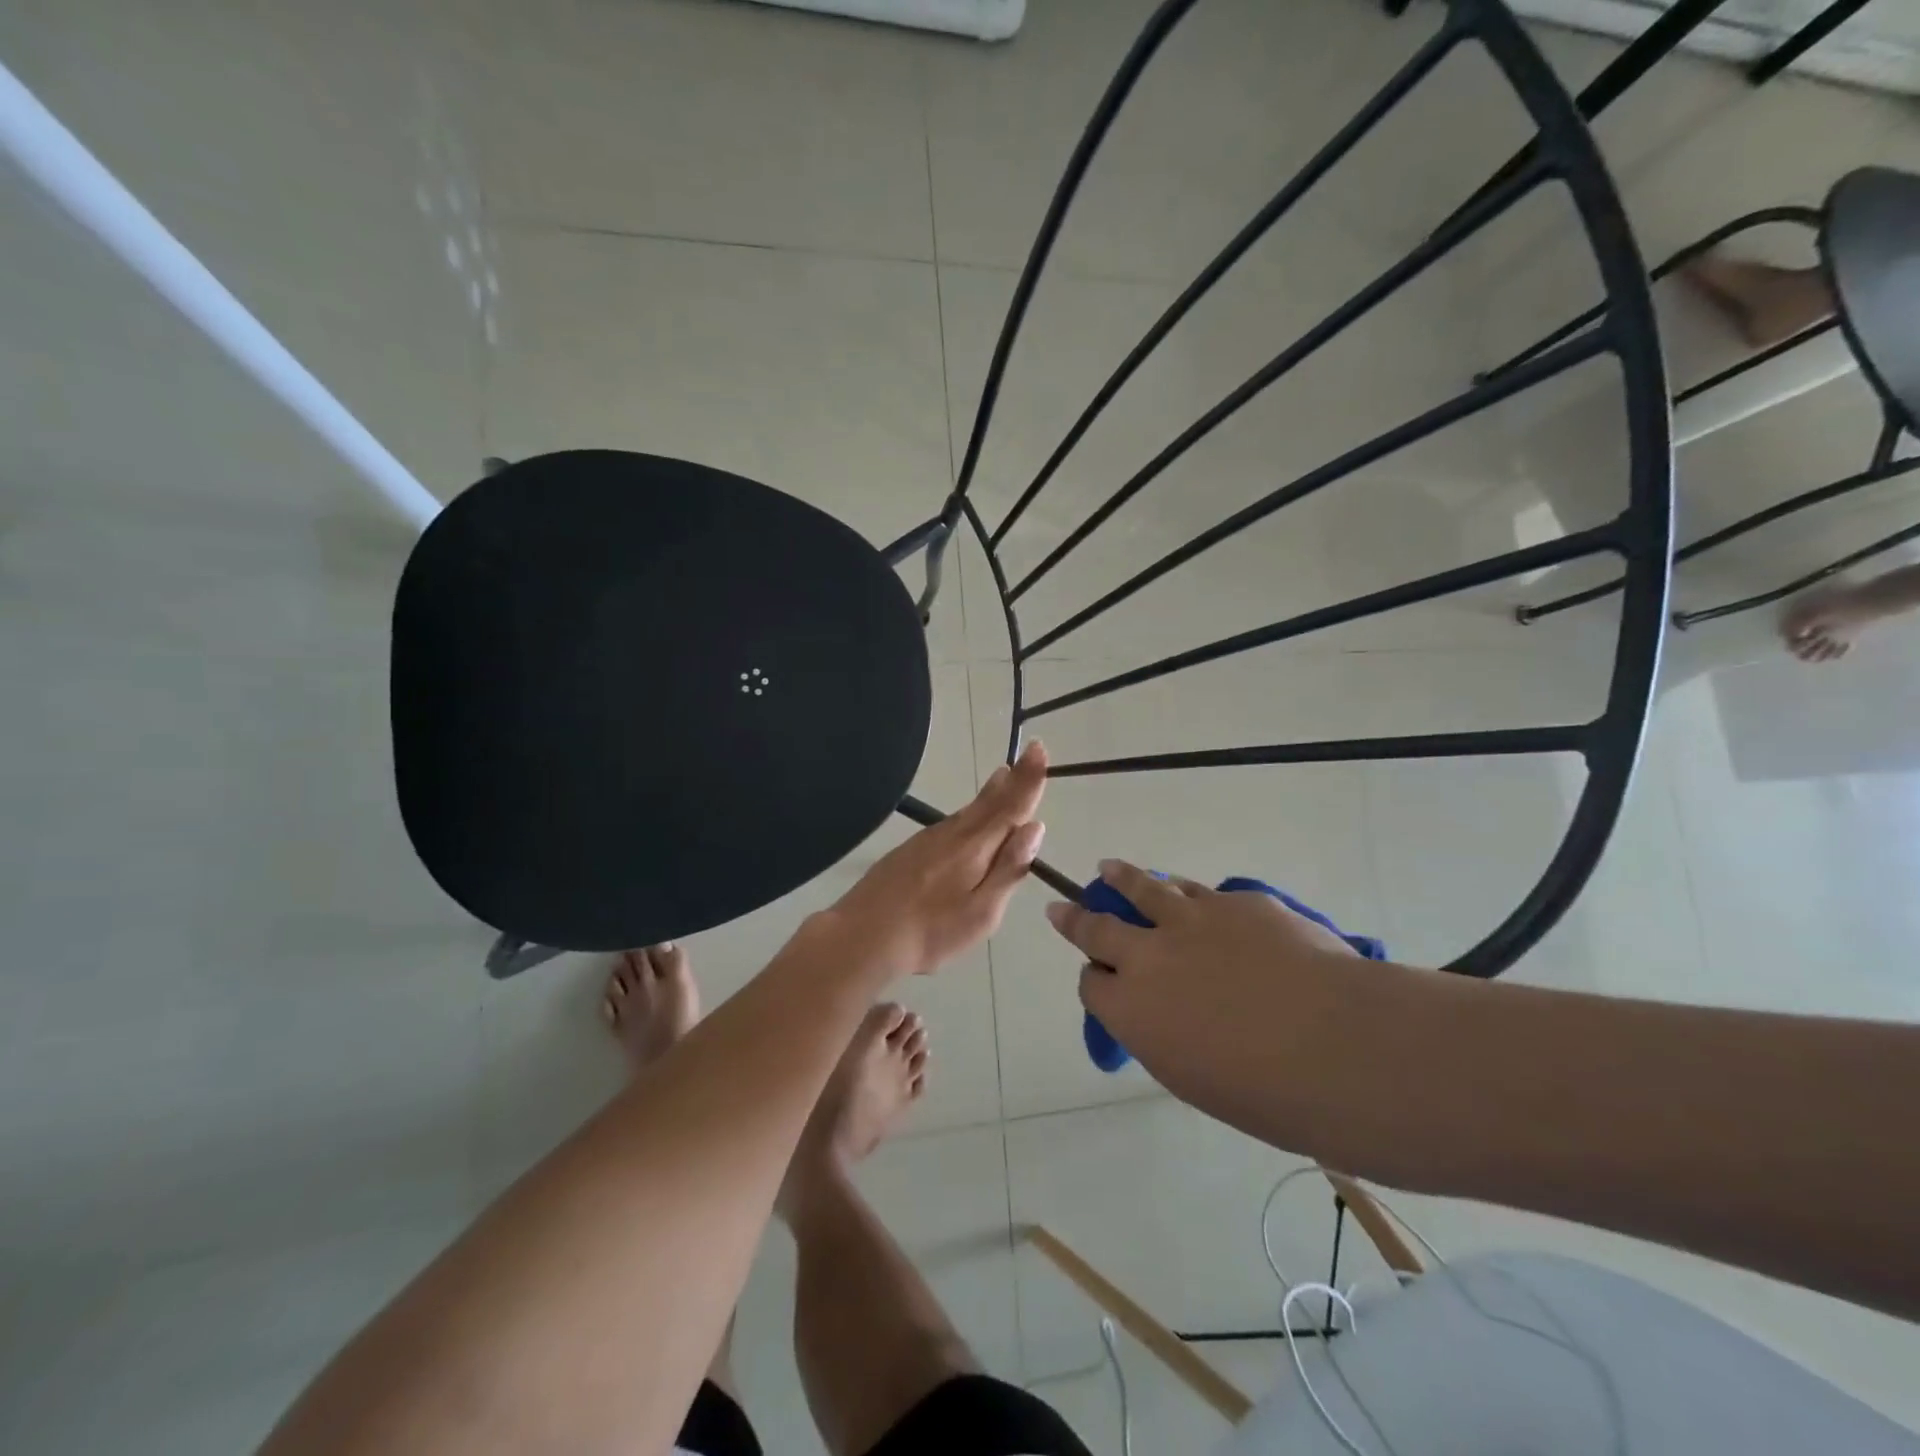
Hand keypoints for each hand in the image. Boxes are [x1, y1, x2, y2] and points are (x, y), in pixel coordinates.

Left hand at [828, 740, 1048, 977]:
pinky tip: (968, 818)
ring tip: (1004, 777)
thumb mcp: (981, 913)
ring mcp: (928, 840)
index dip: (1028, 779)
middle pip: (989, 802)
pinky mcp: (910, 850)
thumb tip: (1034, 827)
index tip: (1039, 748)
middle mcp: (953, 834)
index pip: (1010, 806)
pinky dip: (969, 812)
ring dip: (990, 793)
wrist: (862, 935)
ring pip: (968, 811)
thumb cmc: (930, 931)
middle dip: (1013, 779)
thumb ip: (1008, 869)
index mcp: (975, 847)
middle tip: (1028, 754)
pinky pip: (951, 823)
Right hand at [1045, 861, 1360, 1108]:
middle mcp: (1147, 956)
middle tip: (1061, 906)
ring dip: (1121, 879)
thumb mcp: (1195, 1078)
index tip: (1098, 979)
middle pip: (1097, 927)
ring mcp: (1191, 920)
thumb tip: (1167, 1017)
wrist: (1337, 1045)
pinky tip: (1189, 893)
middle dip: (1076, 917)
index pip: (1091, 986)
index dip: (1093, 981)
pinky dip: (1184, 892)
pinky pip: (1198, 891)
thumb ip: (1165, 1038)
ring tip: (1109, 869)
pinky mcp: (1235, 901)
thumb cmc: (1267, 1093)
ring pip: (1142, 888)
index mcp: (1130, 1010)